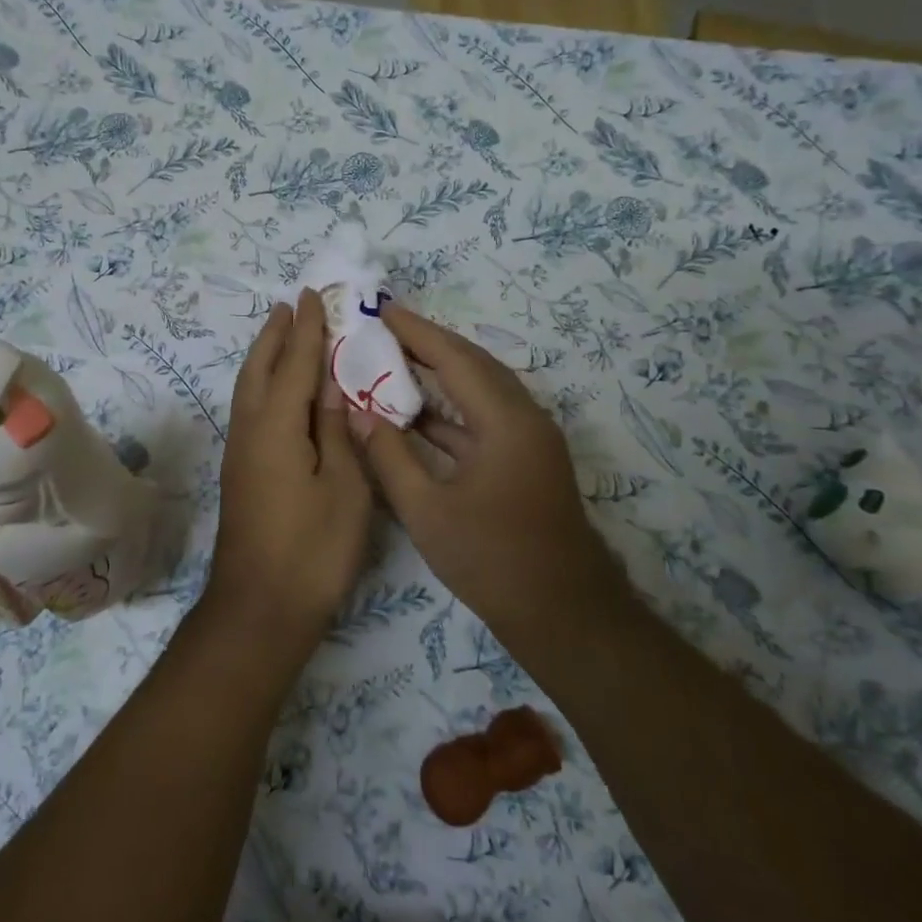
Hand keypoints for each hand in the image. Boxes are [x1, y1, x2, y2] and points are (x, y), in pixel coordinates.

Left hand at [204, 289, 373, 653]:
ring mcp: (241, 454)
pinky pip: (250, 411)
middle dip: (275, 335)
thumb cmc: (313, 550)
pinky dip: (263, 386)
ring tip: (280, 335)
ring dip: (264, 357)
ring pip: (248, 390)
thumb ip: (338, 432)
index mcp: (278, 427)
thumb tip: (333, 388)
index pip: (295, 364)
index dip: (306, 330)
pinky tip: (277, 393)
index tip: (311, 296)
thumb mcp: (344, 488)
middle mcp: (250, 431)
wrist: (260, 609)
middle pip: (259, 370)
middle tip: (290, 305)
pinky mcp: (242, 474)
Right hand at [361, 305, 619, 630]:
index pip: (454, 358)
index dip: (416, 331)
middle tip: (385, 327)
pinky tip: (416, 414)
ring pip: (481, 391)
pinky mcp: (526, 462)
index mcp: (505, 421)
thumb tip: (359, 414)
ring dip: (441, 374)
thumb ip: (390, 457)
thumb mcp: (427, 511)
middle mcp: (524, 418)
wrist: (562, 613)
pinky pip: (484, 419)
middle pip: (473, 365)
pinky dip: (450, 411)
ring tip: (395, 358)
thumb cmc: (492, 560)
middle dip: (429, 343)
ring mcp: (529, 441)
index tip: (381, 309)